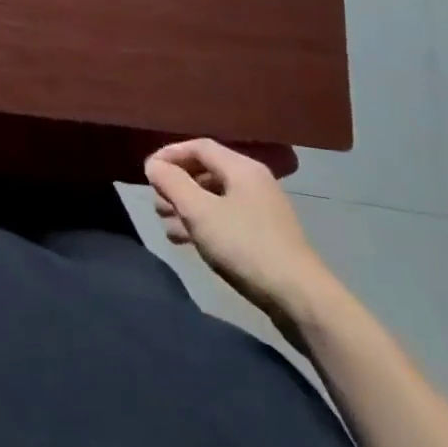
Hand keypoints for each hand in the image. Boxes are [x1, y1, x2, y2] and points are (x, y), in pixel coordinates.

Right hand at [145, 139, 337, 333]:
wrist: (300, 299)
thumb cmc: (245, 246)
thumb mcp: (199, 212)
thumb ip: (172, 183)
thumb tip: (154, 165)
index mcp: (242, 168)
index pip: (198, 147)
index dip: (169, 155)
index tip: (147, 173)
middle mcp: (253, 182)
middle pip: (205, 171)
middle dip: (176, 185)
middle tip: (156, 204)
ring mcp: (261, 211)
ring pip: (213, 198)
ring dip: (186, 208)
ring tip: (166, 225)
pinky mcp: (264, 237)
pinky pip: (225, 219)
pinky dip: (203, 224)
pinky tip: (187, 242)